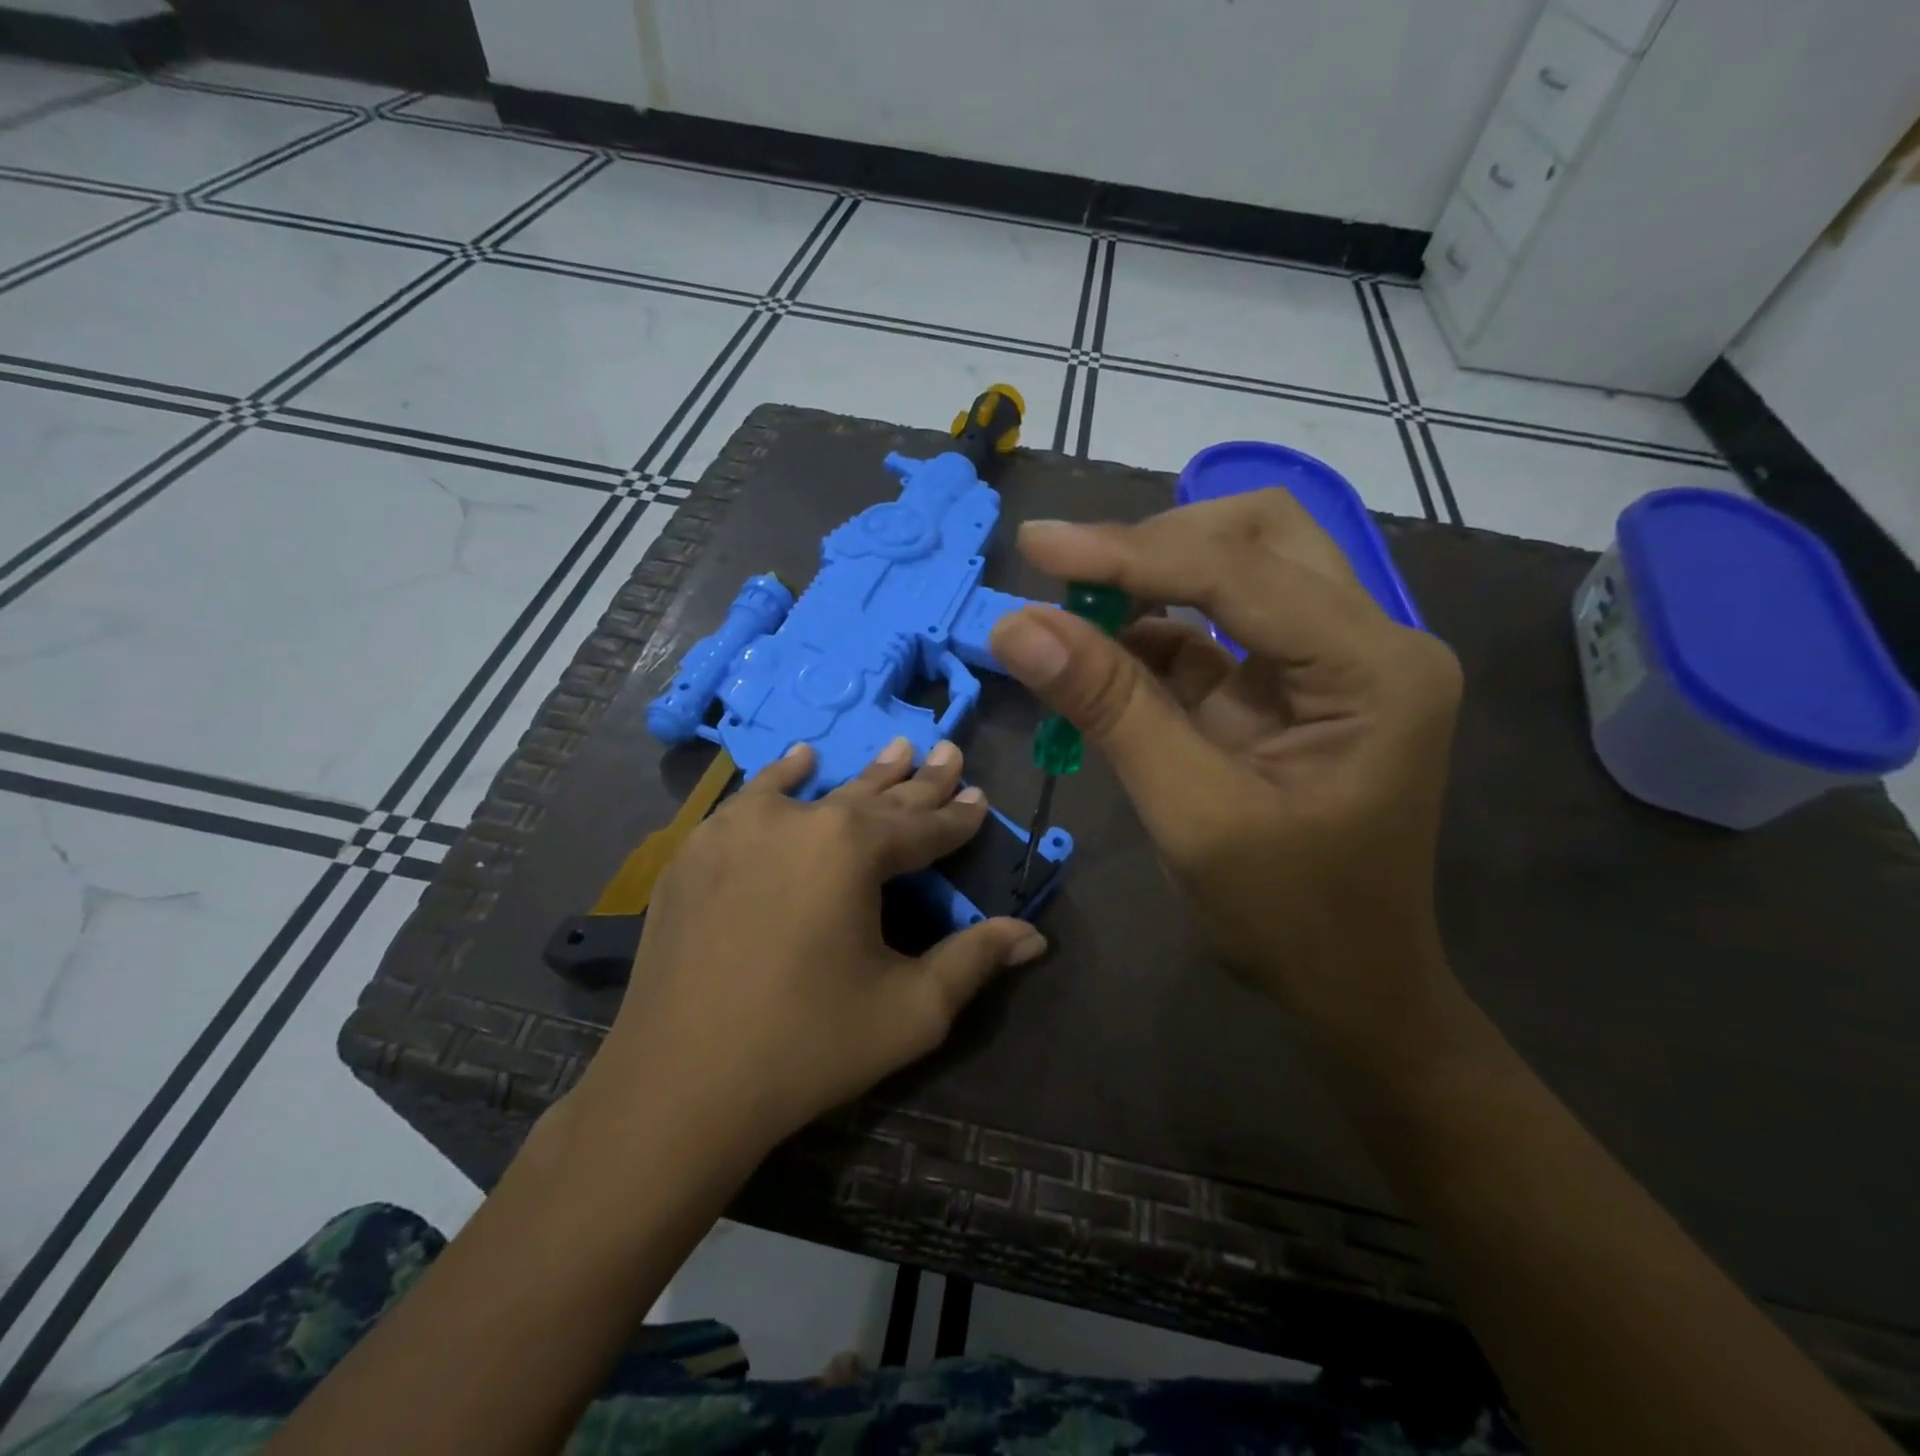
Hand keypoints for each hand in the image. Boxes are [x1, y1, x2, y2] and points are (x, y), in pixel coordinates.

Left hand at [573, 738, 1046, 1162]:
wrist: (678, 1085)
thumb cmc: (808, 1046)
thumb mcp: (911, 1010)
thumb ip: (974, 961)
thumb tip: (1033, 936)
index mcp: (853, 848)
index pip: (923, 826)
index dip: (957, 816)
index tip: (980, 796)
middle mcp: (798, 819)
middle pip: (874, 797)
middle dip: (918, 781)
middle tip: (947, 751)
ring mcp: (739, 828)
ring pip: (817, 790)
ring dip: (860, 776)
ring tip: (895, 748)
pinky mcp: (698, 850)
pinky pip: (753, 800)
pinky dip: (782, 778)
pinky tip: (800, 760)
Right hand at [988, 489, 1462, 1061]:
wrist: (1351, 985)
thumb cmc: (1289, 918)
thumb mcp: (1191, 814)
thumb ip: (1110, 709)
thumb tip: (1016, 626)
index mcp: (1375, 669)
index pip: (1238, 574)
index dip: (1128, 554)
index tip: (1035, 545)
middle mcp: (1370, 641)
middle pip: (1259, 537)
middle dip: (1157, 547)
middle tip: (1069, 579)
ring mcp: (1334, 658)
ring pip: (1241, 566)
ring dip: (1154, 578)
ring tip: (1073, 609)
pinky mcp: (1294, 683)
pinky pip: (1219, 627)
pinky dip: (1154, 630)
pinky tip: (1102, 650)